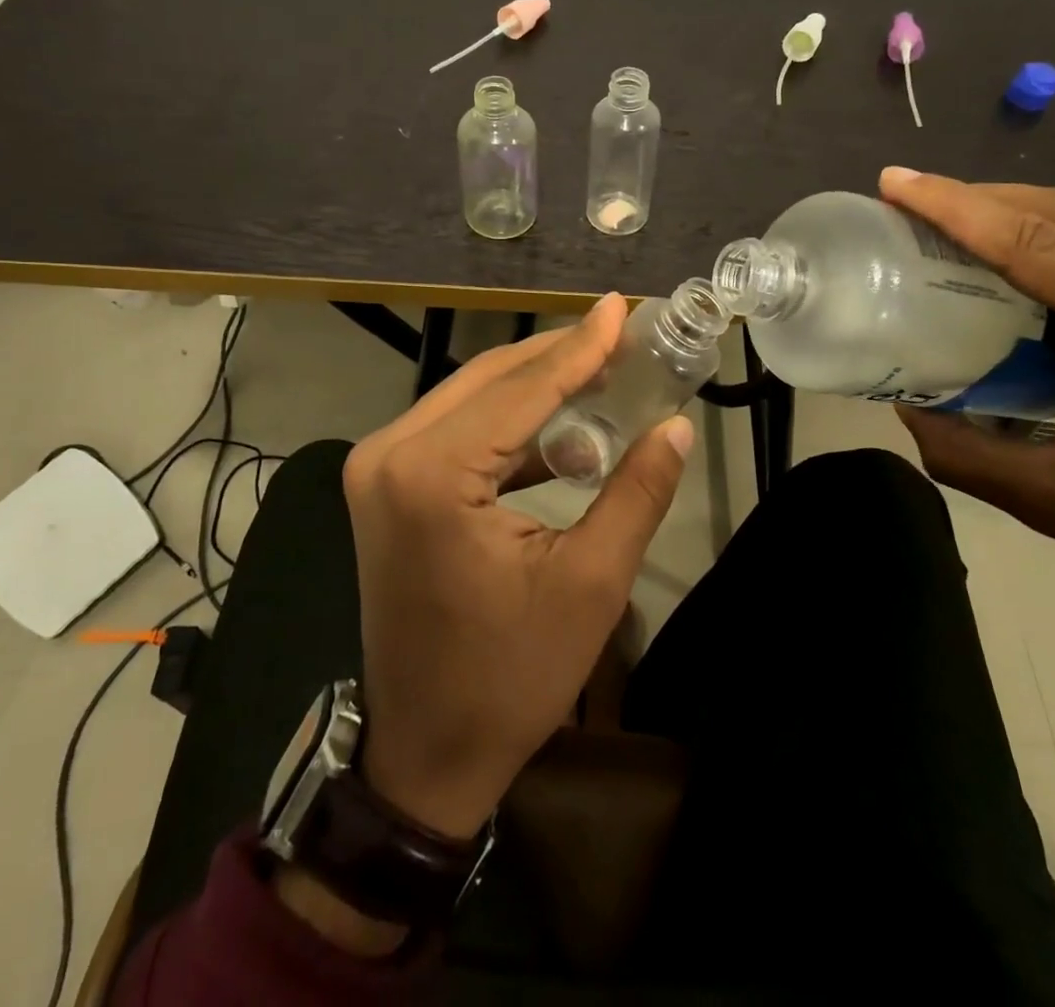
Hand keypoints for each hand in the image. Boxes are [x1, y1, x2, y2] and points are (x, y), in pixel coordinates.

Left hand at [342, 294, 693, 837]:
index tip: (623, 306)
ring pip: (471, 398)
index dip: (581, 346)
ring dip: (535, 385)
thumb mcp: (590, 584)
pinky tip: (562, 428)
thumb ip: (636, 493)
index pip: (522, 389)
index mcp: (431, 474)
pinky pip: (455, 430)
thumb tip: (676, 427)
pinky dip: (508, 423)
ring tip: (602, 371)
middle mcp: (390, 454)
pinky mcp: (385, 485)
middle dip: (559, 356)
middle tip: (621, 333)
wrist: (425, 750)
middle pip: (490, 380)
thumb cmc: (510, 676)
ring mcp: (378, 468)